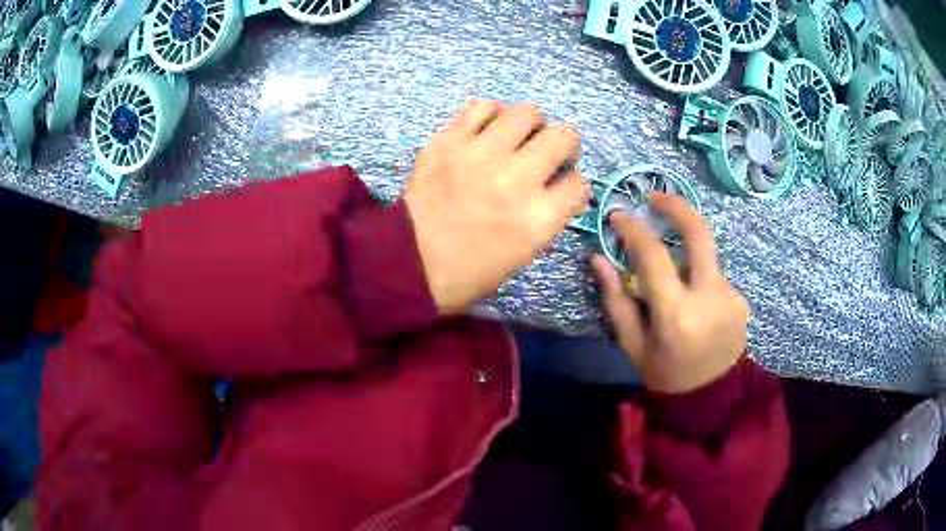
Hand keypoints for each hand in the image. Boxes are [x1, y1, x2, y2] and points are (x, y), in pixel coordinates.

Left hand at [405, 101, 588, 313]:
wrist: (410, 262)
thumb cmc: (470, 270)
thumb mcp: (524, 254)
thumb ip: (549, 217)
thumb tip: (561, 188)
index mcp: (538, 217)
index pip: (579, 182)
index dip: (574, 184)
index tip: (562, 185)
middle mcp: (516, 178)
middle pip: (564, 136)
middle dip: (564, 145)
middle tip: (548, 153)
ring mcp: (480, 154)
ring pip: (527, 112)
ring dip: (531, 125)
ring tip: (518, 137)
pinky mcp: (449, 140)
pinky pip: (482, 106)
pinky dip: (492, 114)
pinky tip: (488, 129)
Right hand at [592, 193, 749, 393]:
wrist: (710, 396)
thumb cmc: (664, 373)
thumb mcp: (632, 343)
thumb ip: (616, 299)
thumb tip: (598, 259)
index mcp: (676, 314)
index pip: (654, 256)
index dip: (634, 230)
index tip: (619, 216)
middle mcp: (710, 298)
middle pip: (699, 234)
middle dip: (676, 207)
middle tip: (656, 197)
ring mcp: (731, 297)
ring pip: (706, 257)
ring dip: (686, 254)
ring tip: (674, 279)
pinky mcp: (742, 299)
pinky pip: (715, 275)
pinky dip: (700, 278)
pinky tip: (694, 301)